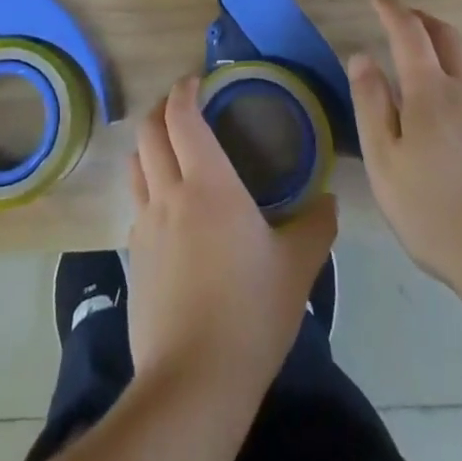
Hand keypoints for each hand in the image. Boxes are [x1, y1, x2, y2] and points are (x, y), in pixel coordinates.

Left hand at [126, 76, 337, 394]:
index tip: (196, 80)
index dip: (184, 90)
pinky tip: (169, 212)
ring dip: (148, 146)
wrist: (194, 381)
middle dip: (161, 108)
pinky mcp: (133, 258)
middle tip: (183, 107)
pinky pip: (136, 206)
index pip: (181, 116)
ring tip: (171, 150)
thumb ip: (317, 225)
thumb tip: (328, 200)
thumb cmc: (250, 311)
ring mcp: (145, 226)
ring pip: (135, 165)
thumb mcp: (298, 267)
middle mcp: (169, 193)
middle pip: (148, 131)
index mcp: (208, 182)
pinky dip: (148, 190)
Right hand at [349, 0, 461, 294]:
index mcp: (431, 91)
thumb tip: (362, 56)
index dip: (393, 11)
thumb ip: (371, 104)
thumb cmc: (436, 213)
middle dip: (422, 19)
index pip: (410, 32)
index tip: (378, 1)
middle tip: (404, 18)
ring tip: (435, 54)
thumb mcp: (385, 162)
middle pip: (448, 36)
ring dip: (451, 45)